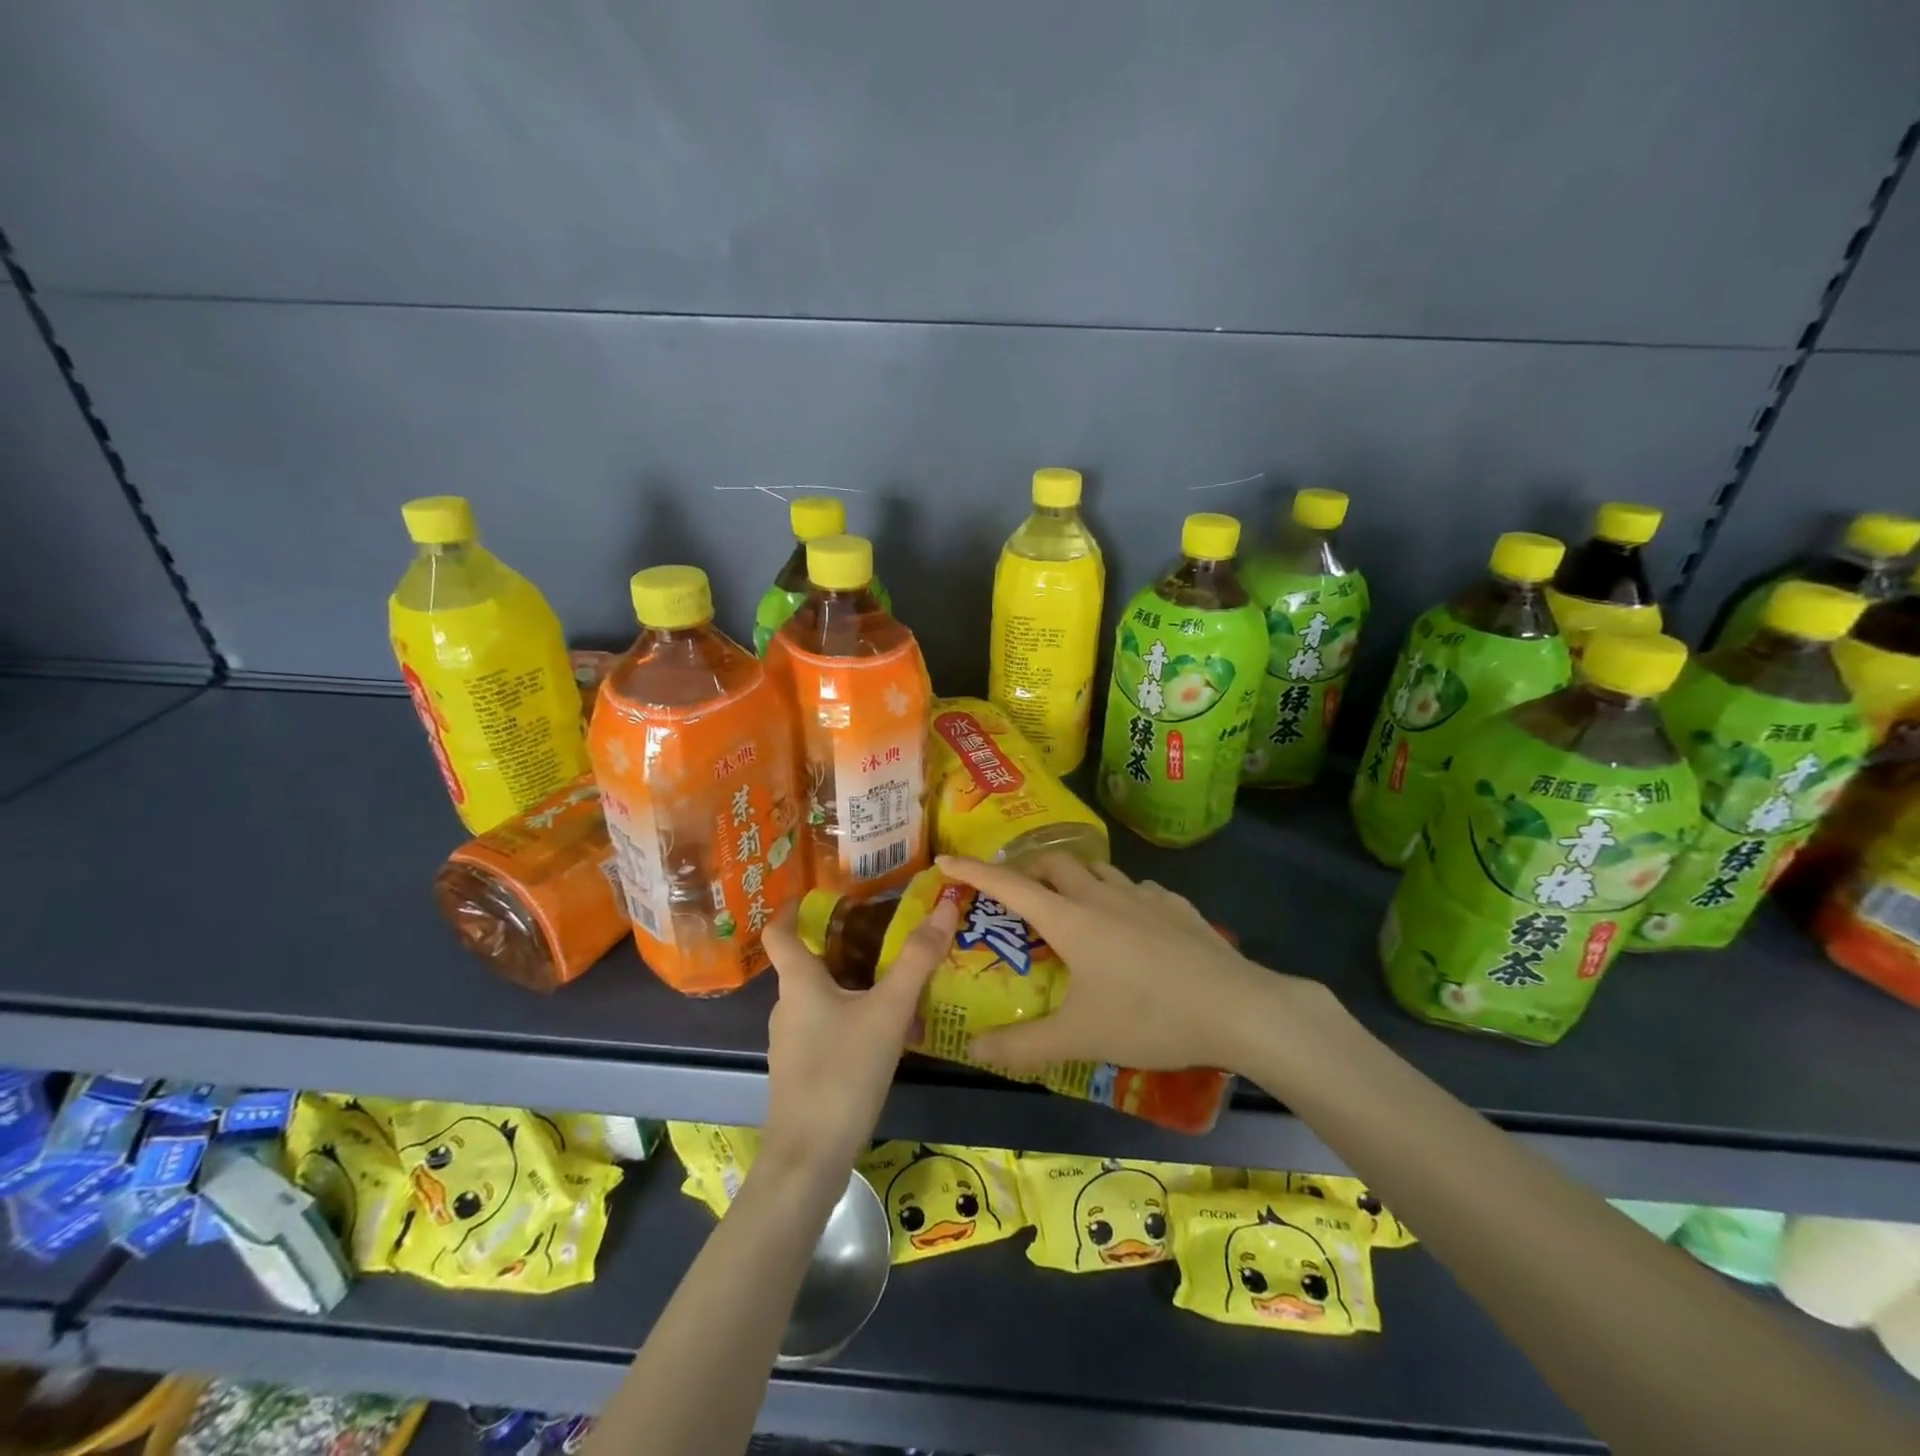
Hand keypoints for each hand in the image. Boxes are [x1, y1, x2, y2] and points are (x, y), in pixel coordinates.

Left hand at [757, 896, 958, 1177]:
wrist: (810, 1158)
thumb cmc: (843, 1072)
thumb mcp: (888, 1012)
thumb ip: (917, 960)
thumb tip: (943, 904)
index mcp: (799, 982)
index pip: (780, 931)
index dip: (792, 907)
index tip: (819, 892)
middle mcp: (788, 1006)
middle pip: (810, 963)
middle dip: (844, 946)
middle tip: (885, 934)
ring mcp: (792, 1042)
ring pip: (823, 998)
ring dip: (854, 985)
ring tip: (896, 983)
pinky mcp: (803, 1071)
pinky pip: (828, 1028)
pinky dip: (854, 1018)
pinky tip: (887, 1035)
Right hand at [937, 852, 1328, 1074]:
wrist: (1240, 1008)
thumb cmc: (1151, 1018)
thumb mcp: (1081, 1038)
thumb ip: (1024, 1045)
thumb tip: (974, 1049)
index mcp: (1071, 919)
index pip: (1010, 885)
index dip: (975, 871)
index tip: (946, 860)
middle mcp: (1102, 895)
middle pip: (1054, 863)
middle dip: (1027, 868)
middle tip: (1015, 892)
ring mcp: (1144, 896)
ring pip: (1097, 869)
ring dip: (1073, 876)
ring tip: (1068, 902)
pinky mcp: (1176, 905)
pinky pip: (1135, 887)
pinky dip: (1117, 894)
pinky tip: (1129, 920)